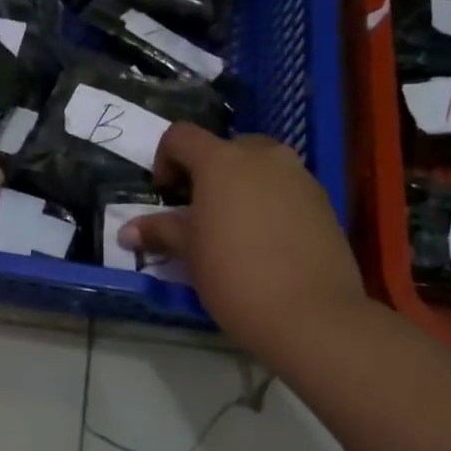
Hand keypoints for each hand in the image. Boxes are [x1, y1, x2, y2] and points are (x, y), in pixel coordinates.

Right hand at [119, 124, 366, 357]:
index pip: (181, 136)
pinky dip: (269, 202)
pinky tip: (266, 243)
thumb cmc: (235, 276)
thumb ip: (159, 232)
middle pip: (225, 148)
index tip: (165, 194)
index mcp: (222, 161)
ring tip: (234, 229)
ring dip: (240, 186)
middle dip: (207, 172)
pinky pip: (286, 188)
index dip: (165, 158)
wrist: (311, 314)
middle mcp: (263, 156)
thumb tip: (126, 231)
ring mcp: (299, 175)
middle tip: (199, 212)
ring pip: (260, 167)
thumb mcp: (189, 253)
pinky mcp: (323, 200)